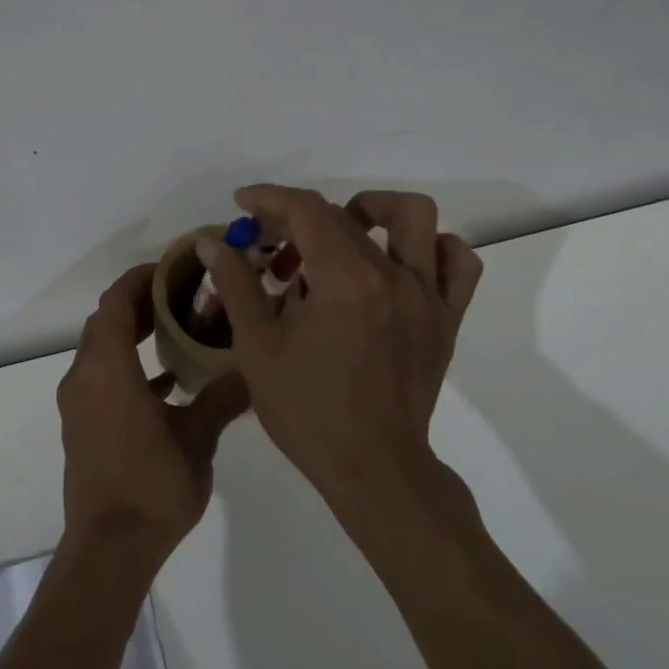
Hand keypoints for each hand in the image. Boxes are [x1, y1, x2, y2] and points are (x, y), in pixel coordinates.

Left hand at [57, 263, 250, 564]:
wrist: (109, 549)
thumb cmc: (153, 486)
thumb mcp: (198, 439)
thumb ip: (222, 397)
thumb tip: (252, 371)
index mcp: (108, 369)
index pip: (115, 302)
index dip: (140, 279)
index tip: (173, 270)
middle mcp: (84, 376)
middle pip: (105, 320)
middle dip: (139, 302)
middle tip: (182, 295)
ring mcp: (77, 402)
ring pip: (100, 348)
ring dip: (131, 333)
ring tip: (176, 329)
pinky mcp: (80, 424)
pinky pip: (100, 377)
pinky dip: (126, 366)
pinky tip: (166, 382)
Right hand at [198, 186, 481, 506]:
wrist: (374, 470)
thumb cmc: (308, 412)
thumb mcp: (258, 348)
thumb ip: (237, 285)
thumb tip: (212, 241)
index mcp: (346, 281)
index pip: (308, 210)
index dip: (270, 198)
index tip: (244, 204)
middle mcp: (393, 276)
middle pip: (344, 215)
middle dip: (298, 217)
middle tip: (271, 244)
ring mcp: (427, 296)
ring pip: (415, 218)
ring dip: (373, 211)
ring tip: (341, 234)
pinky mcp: (446, 318)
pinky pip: (456, 264)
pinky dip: (431, 248)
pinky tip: (398, 262)